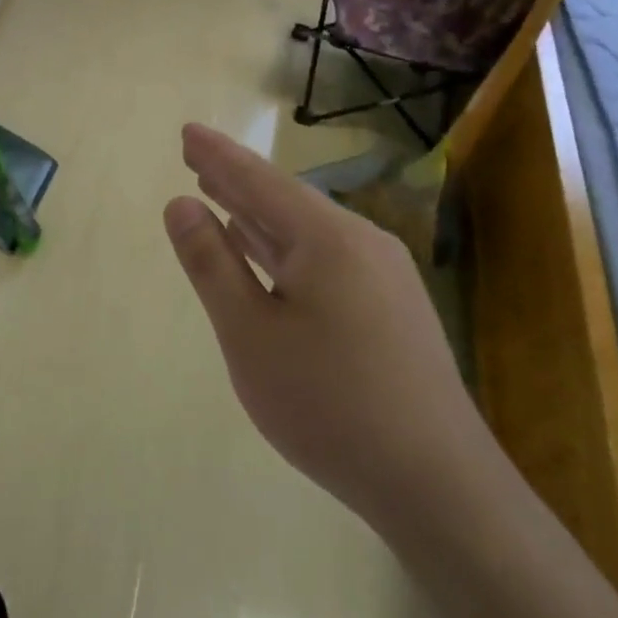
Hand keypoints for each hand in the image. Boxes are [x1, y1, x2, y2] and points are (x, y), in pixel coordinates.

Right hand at [162, 123, 480, 531]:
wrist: (437, 485)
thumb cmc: (327, 404)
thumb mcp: (249, 333)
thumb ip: (211, 264)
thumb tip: (181, 205)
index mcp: (328, 238)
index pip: (259, 180)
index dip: (218, 155)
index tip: (187, 132)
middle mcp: (361, 243)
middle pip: (285, 200)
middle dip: (236, 179)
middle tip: (195, 157)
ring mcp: (383, 276)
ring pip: (306, 231)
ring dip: (259, 215)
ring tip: (220, 194)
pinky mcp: (391, 309)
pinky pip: (326, 258)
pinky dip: (286, 248)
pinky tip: (269, 252)